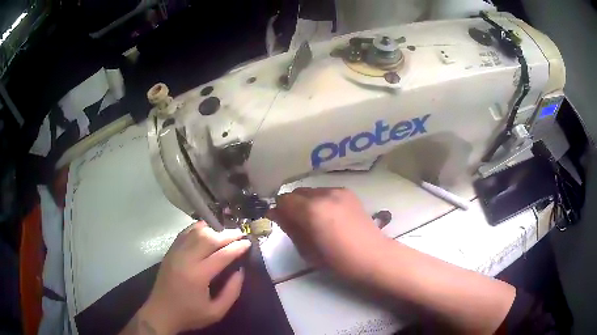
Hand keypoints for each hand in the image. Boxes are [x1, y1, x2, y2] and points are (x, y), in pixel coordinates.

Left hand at [134, 222, 250, 333]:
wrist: (161, 312)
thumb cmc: (190, 314)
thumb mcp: (216, 312)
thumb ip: (232, 292)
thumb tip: (241, 271)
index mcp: (198, 275)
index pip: (221, 255)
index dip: (237, 247)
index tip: (248, 243)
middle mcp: (186, 259)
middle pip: (208, 238)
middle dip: (227, 235)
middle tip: (240, 235)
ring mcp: (175, 253)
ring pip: (195, 232)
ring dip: (212, 230)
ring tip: (224, 234)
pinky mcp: (170, 252)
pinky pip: (184, 234)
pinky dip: (196, 229)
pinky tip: (205, 230)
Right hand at [268, 188, 390, 281]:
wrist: (372, 256)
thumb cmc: (338, 260)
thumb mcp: (307, 249)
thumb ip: (289, 228)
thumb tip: (275, 213)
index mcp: (311, 210)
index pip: (284, 199)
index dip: (280, 210)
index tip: (282, 222)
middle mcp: (324, 194)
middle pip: (297, 192)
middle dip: (292, 205)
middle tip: (298, 223)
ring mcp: (338, 191)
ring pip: (311, 191)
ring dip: (306, 202)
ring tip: (316, 220)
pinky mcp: (349, 193)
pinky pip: (326, 192)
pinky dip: (321, 201)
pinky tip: (330, 217)